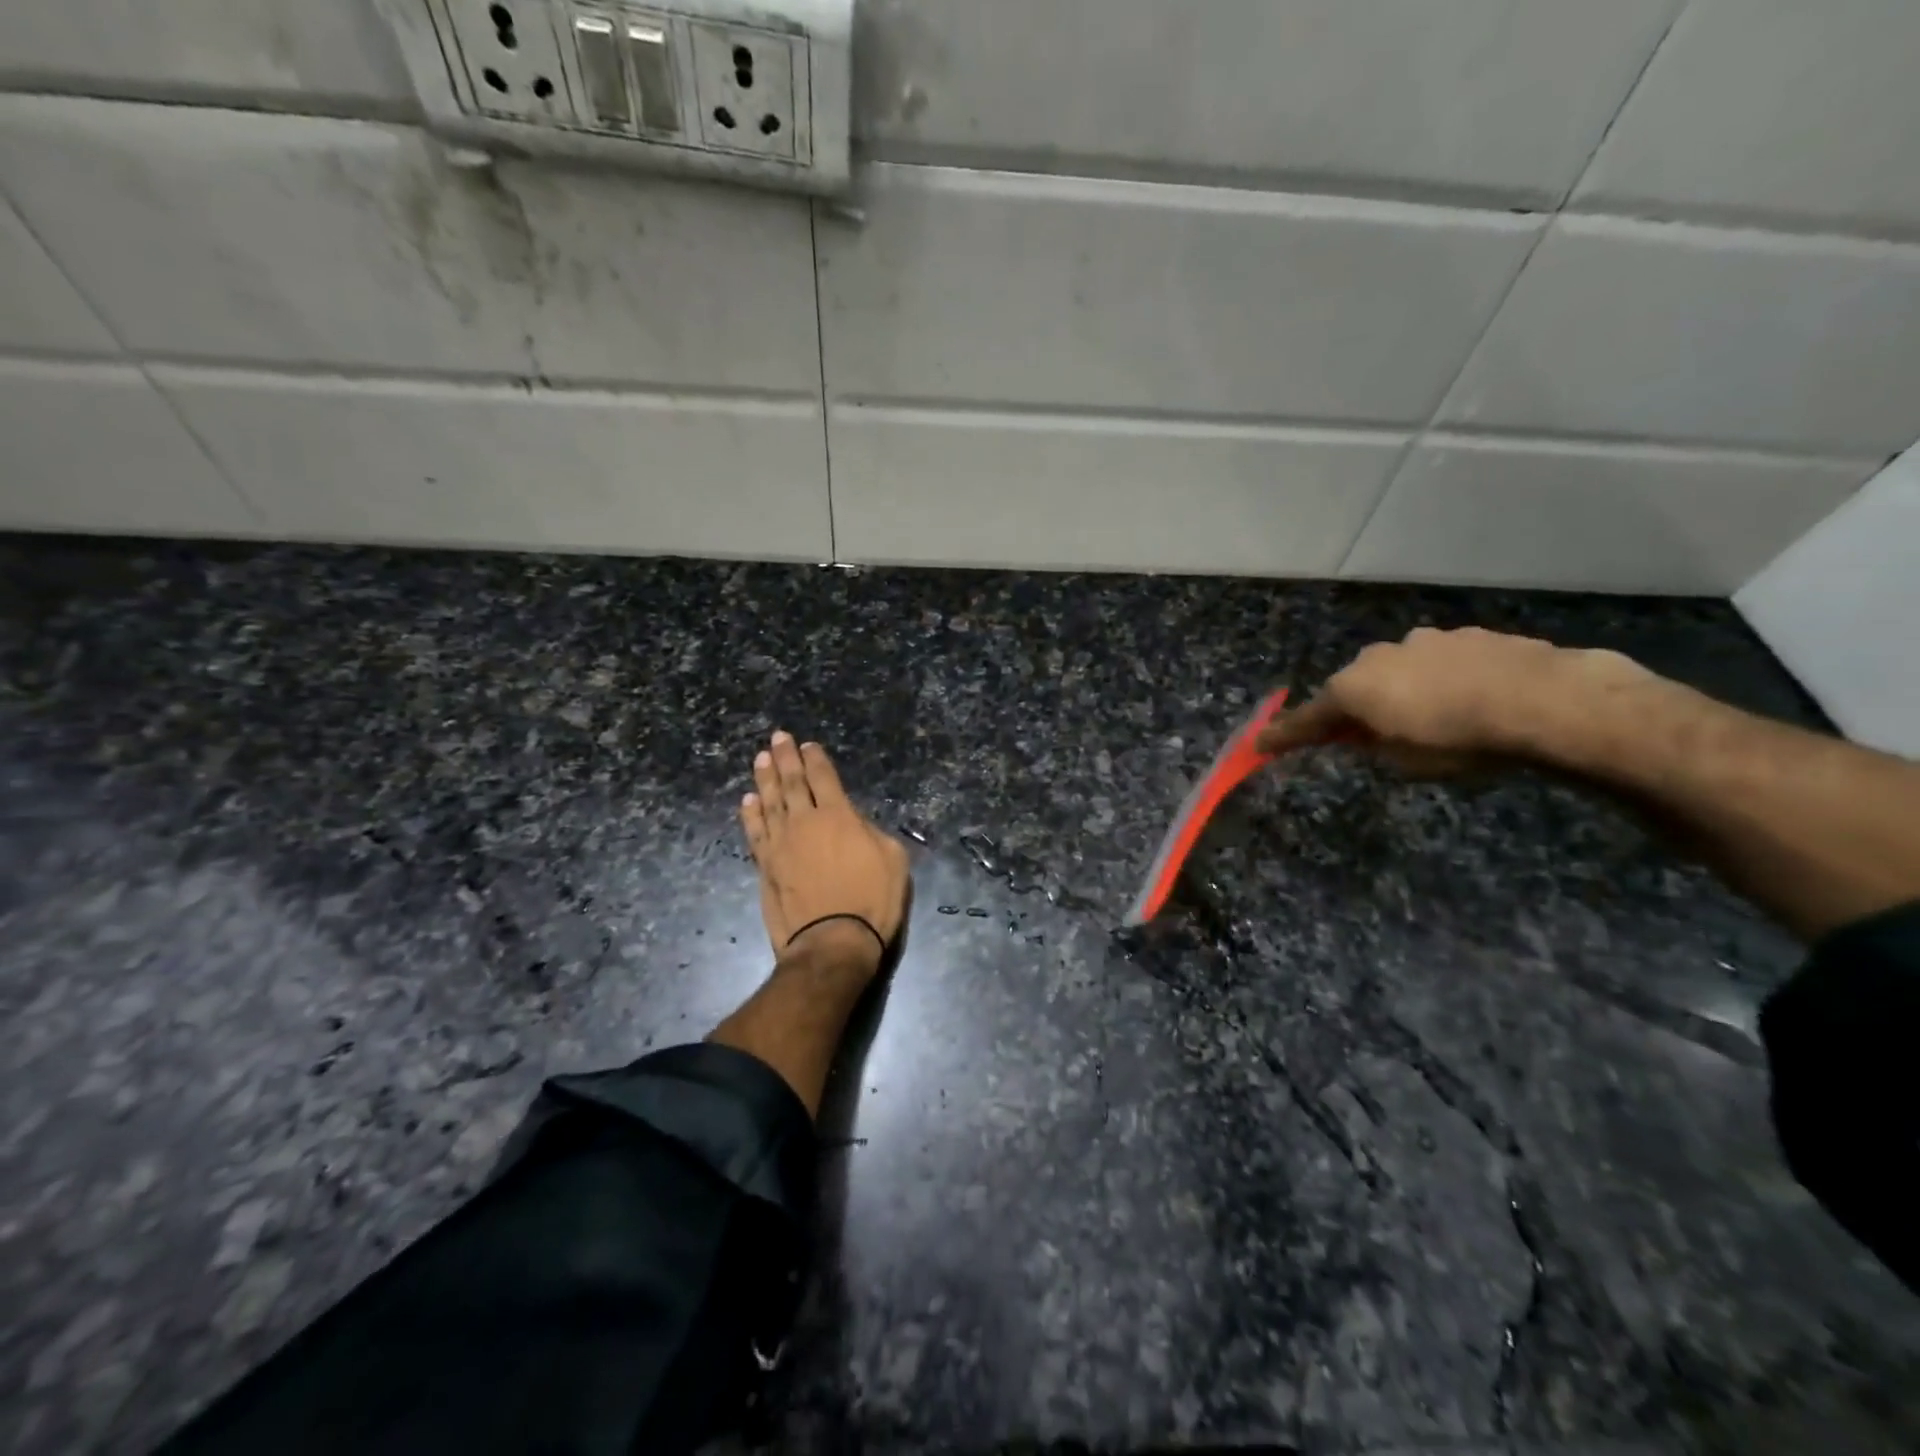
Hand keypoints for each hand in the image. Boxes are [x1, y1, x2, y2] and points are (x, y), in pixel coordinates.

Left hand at [740, 731, 909, 975]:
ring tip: (761, 759)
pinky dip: (751, 814)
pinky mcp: (765, 866)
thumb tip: (855, 823)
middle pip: (791, 782)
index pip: (823, 778)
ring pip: (769, 802)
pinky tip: (748, 801)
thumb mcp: (893, 861)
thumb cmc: (872, 901)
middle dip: (786, 758)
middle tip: (778, 738)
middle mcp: (804, 822)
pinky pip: (755, 832)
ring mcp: (780, 844)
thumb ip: (873, 833)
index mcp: (839, 815)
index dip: (816, 759)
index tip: (808, 745)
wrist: (832, 942)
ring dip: (764, 778)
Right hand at [1256, 627, 1649, 776]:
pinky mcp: (1467, 636)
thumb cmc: (1459, 741)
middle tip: (1364, 737)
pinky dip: (1440, 681)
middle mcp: (1378, 656)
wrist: (1546, 701)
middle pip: (1352, 688)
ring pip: (1397, 671)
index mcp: (1353, 689)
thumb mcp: (1403, 763)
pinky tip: (1469, 700)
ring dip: (1400, 693)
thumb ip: (1373, 746)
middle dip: (1354, 711)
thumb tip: (1366, 735)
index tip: (1260, 744)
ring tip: (1431, 720)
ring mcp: (1424, 641)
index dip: (1283, 736)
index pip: (1307, 719)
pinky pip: (1438, 664)